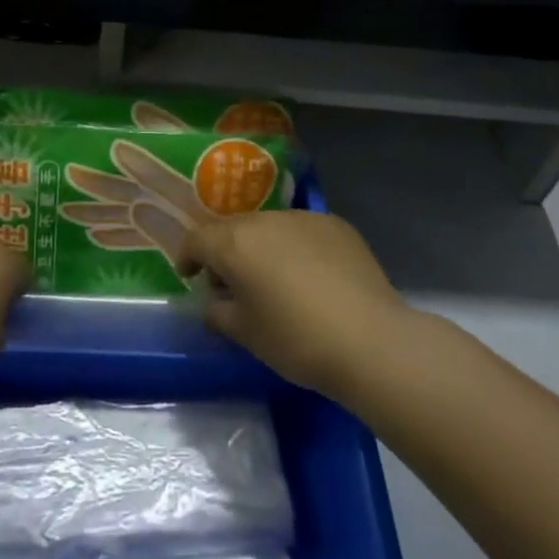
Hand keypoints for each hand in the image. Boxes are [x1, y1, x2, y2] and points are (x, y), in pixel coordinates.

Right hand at [177, 211, 404, 399]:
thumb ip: (218, 313)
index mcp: (234, 243)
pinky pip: (302, 232)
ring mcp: (303, 218)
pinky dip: (297, 248)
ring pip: (269, 228)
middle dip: (227, 253)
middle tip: (233, 285)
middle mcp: (265, 220)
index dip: (187, 257)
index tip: (190, 276)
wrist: (370, 340)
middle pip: (234, 230)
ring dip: (263, 248)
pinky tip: (312, 278)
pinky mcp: (336, 225)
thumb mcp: (246, 334)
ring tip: (276, 280)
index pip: (196, 238)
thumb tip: (213, 302)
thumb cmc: (296, 339)